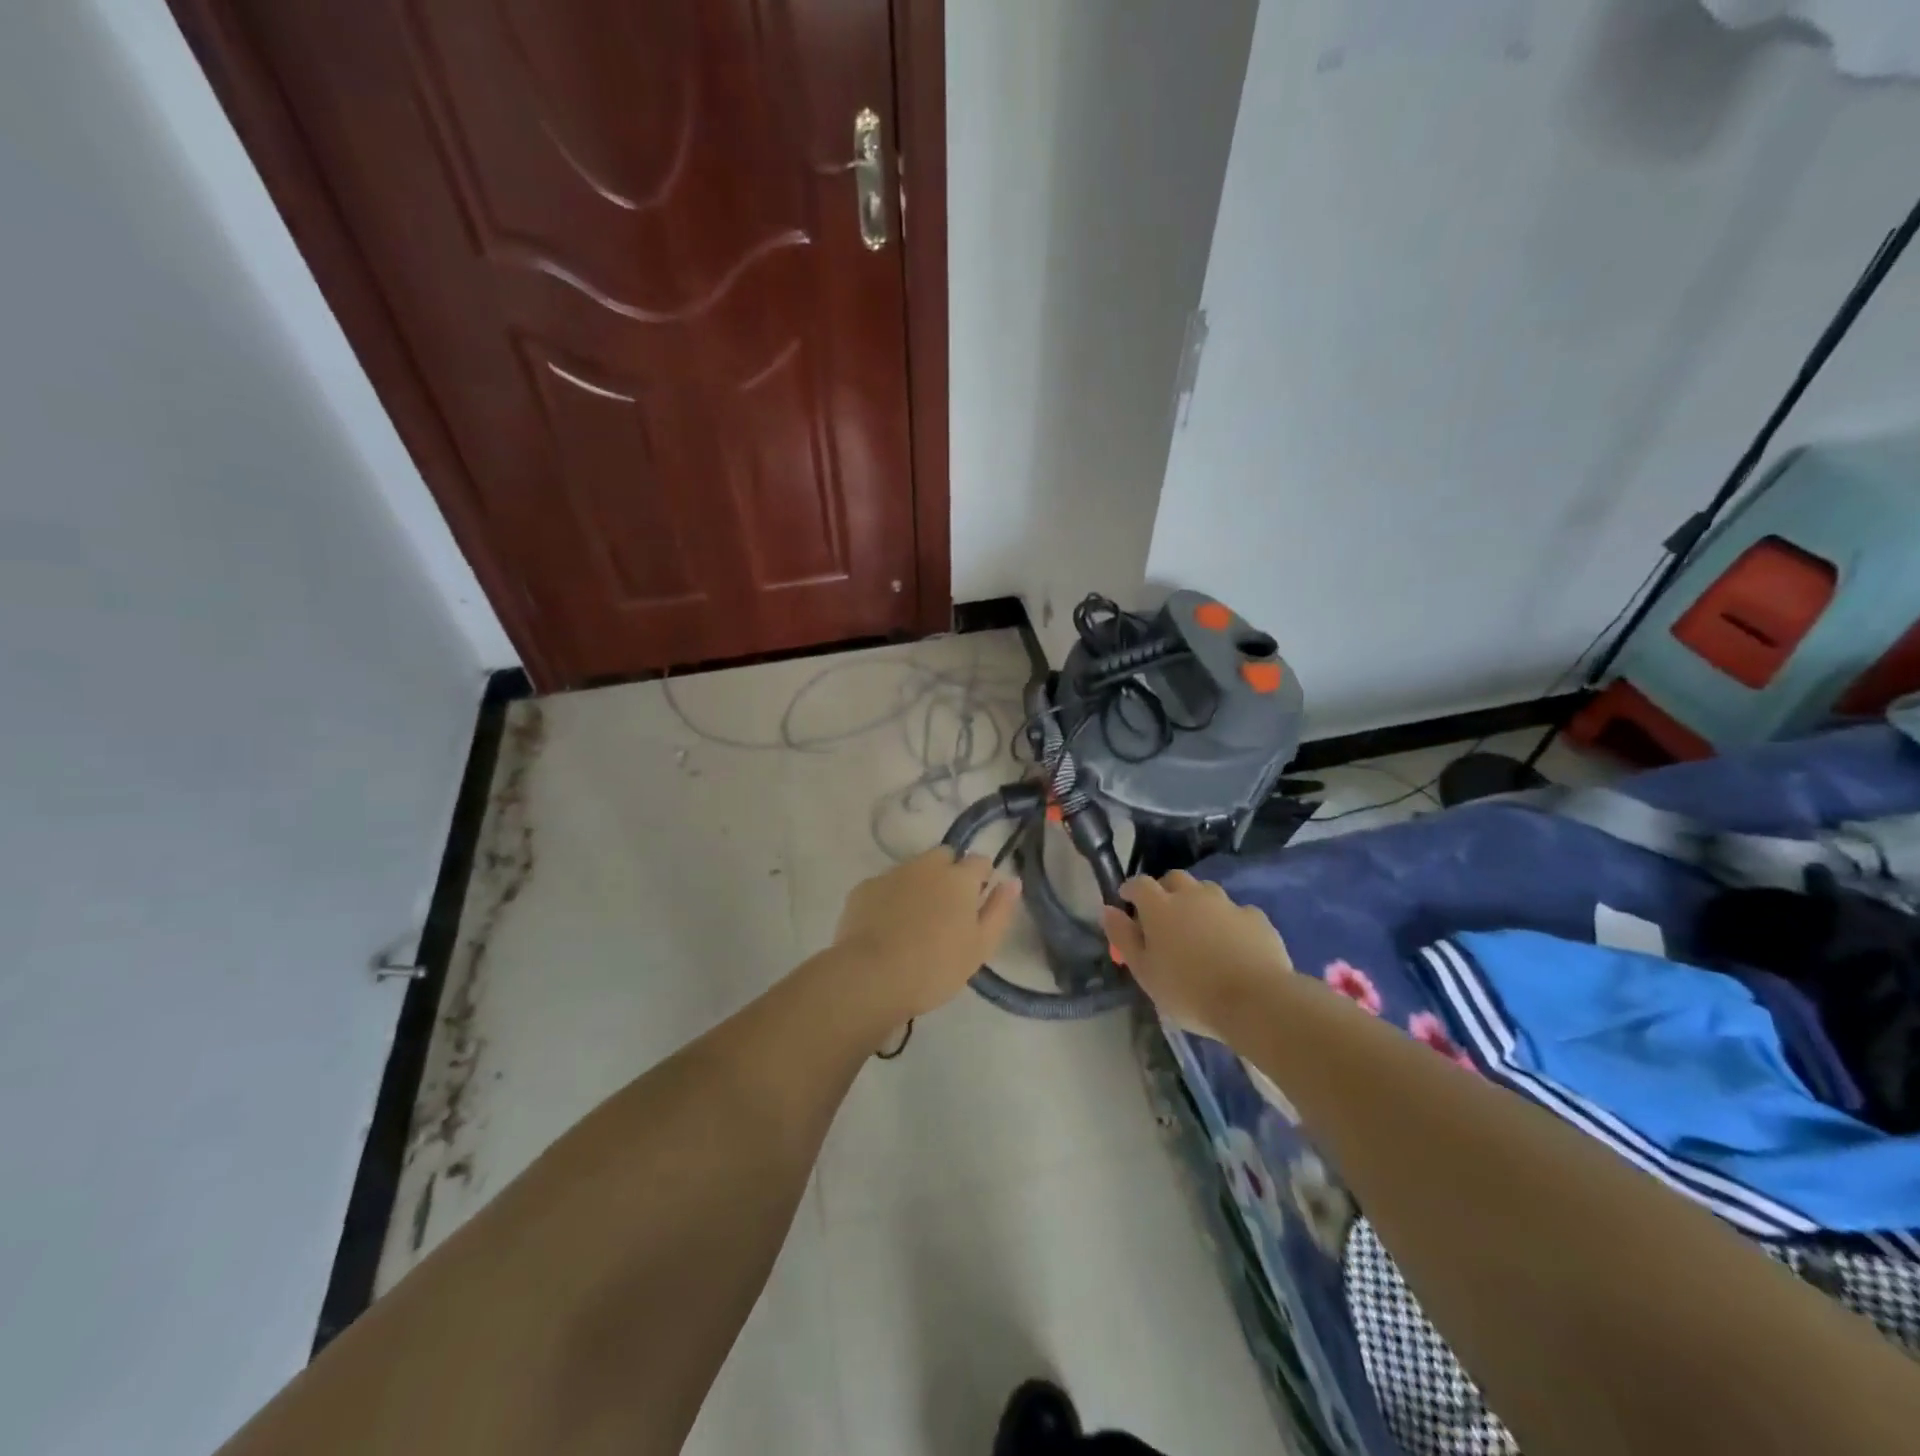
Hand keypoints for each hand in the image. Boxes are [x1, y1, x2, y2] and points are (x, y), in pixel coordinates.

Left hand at [828, 848, 1021, 1028]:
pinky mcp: (864, 888)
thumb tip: (1012, 881)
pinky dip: (890, 898)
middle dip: (949, 873)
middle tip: (946, 911)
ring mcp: (892, 874)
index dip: (981, 879)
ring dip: (919, 884)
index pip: (979, 861)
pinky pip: (886, 885)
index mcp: (959, 878)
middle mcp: (926, 866)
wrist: (871, 977)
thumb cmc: (936, 967)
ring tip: (914, 921)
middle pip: (944, 857)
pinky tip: (886, 926)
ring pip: (913, 869)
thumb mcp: (980, 947)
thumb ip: (999, 910)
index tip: (976, 903)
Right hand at [1101, 870, 1293, 1037]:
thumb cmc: (1189, 991)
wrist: (1255, 1001)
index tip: (1127, 902)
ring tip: (1200, 932)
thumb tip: (1108, 910)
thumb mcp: (1144, 972)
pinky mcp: (1256, 918)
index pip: (1139, 883)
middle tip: (1164, 917)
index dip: (1131, 890)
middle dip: (1166, 891)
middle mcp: (1193, 895)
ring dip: (1198, 904)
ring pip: (1207, 892)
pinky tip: (1233, 946)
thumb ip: (1123, 938)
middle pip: (1175, 879)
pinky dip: (1229, 923)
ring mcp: (1227, 904)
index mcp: (1160, 907)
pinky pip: (1236, 913)